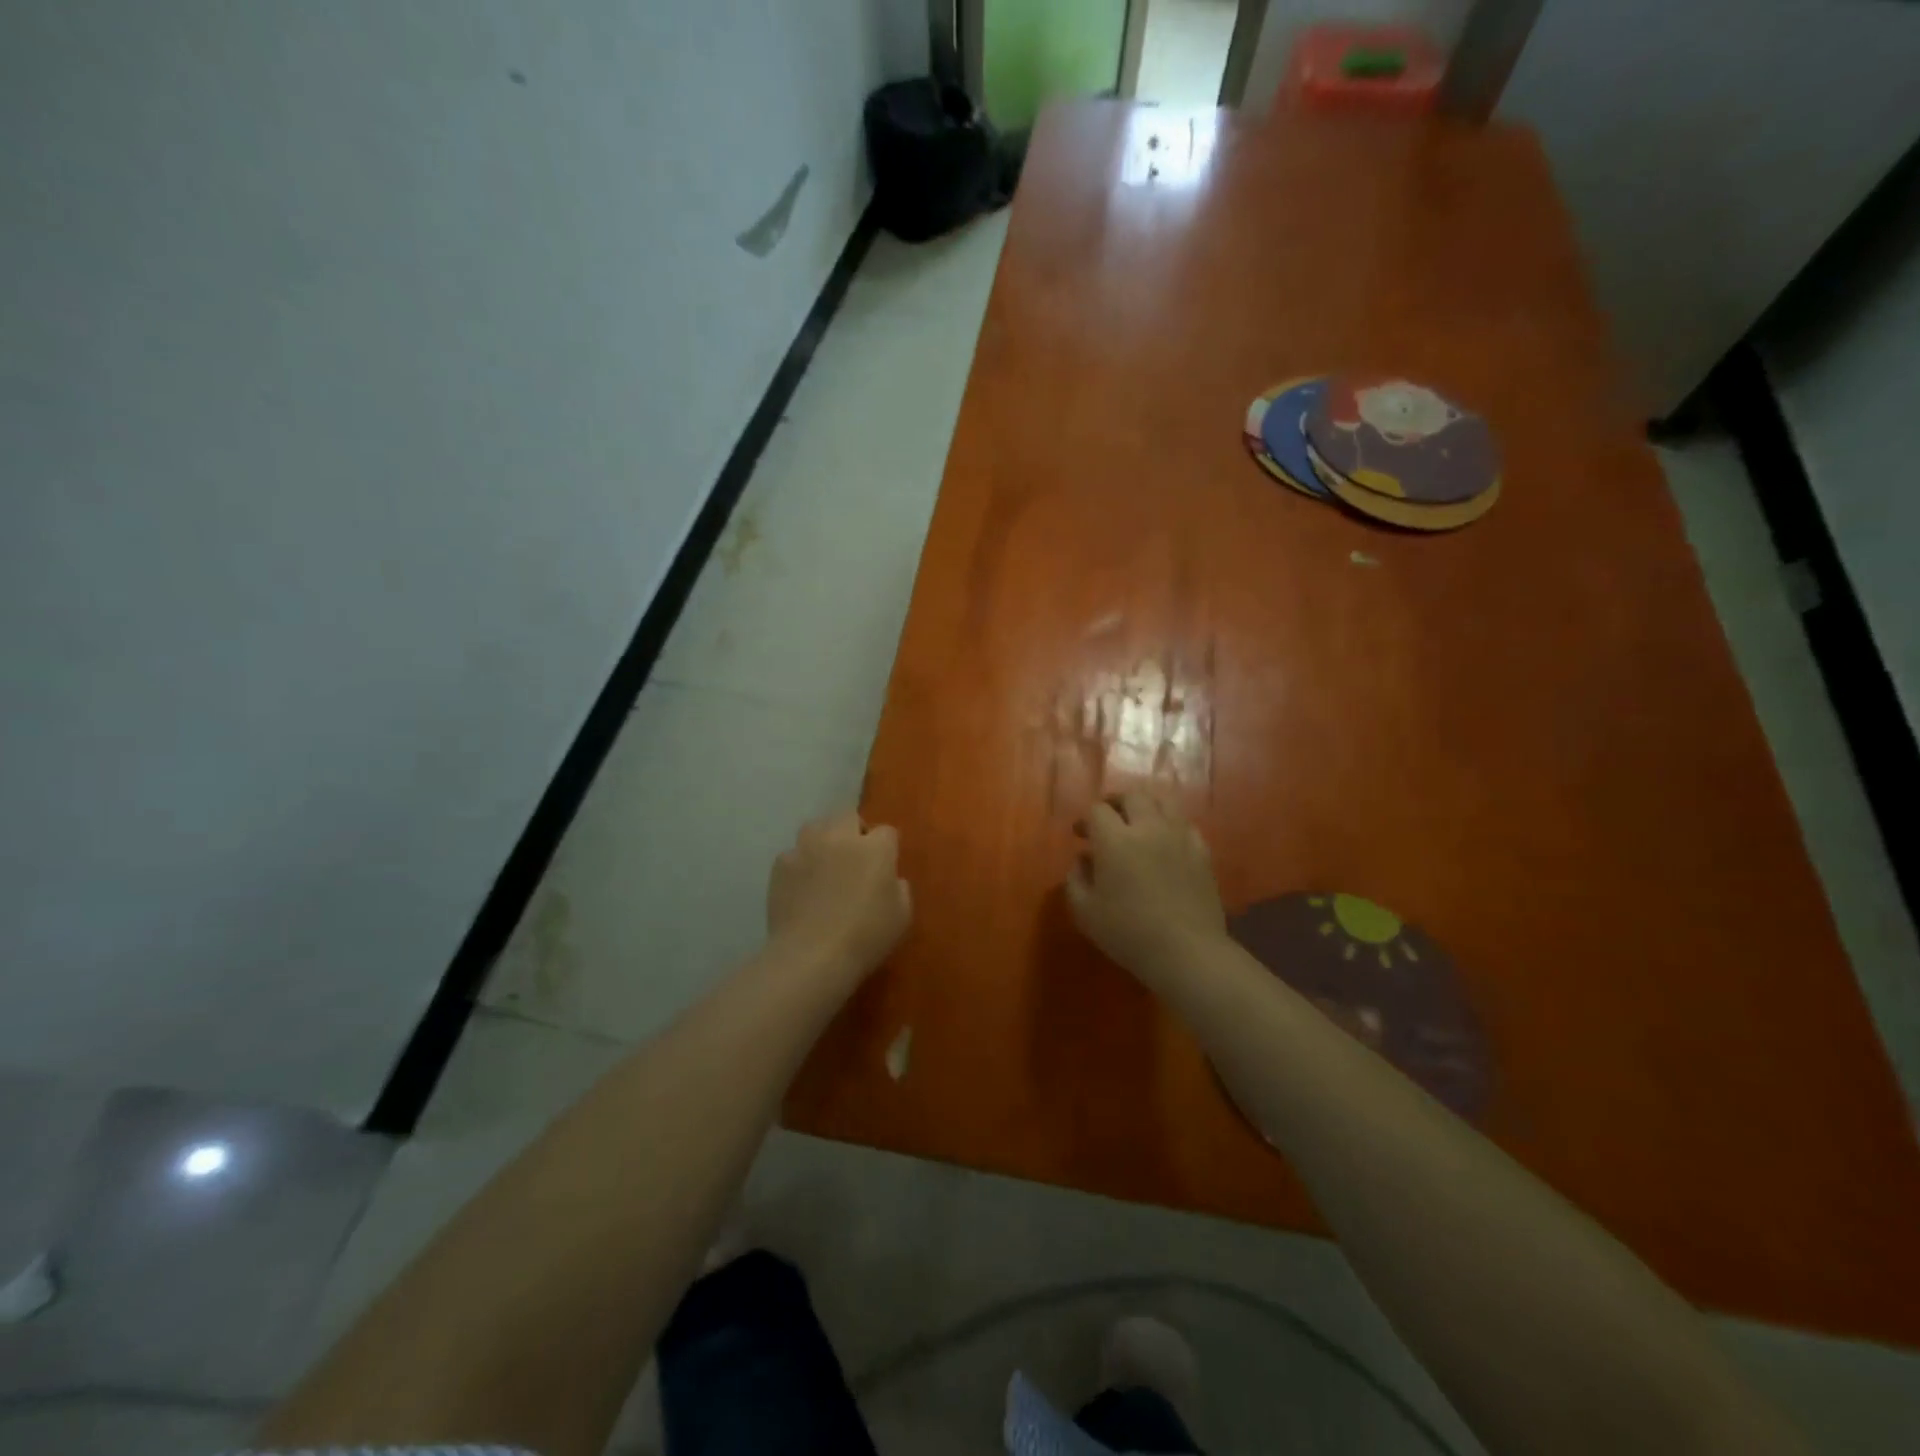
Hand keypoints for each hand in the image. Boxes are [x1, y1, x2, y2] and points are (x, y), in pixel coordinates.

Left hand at [767, 811, 911, 981]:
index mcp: (875, 848)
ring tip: (824, 864)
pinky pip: (793, 854)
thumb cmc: (865, 937)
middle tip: (854, 858)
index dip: (886, 847)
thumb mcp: (902, 916)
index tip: (884, 866)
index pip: (886, 831)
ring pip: (816, 827)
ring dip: (823, 839)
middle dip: (853, 831)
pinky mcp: (781, 864)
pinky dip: (799, 864)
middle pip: (848, 816)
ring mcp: (806, 848)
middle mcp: (840, 837)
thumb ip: (899, 888)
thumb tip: (889, 878)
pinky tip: (801, 886)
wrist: (811, 955)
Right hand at [1067, 790, 1226, 986]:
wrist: (1187, 951)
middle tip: (1107, 819)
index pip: (1097, 810)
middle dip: (1116, 802)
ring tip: (1138, 822)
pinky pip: (1186, 824)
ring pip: (1164, 801)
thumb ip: (1076, 880)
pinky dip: (1171, 825)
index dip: (1086, 819)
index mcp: (1115, 840)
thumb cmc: (1128, 933)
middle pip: (1133, 795)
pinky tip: (1166, 842)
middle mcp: (1149, 828)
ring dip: (1146, 806)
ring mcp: (1180, 837)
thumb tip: (1082, 861)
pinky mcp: (1202, 852)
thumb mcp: (1085, 912)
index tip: (1080, 835)